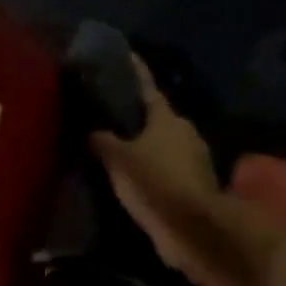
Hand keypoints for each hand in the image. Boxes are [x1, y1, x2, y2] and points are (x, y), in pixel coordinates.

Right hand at [89, 55, 222, 279]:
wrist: (194, 229)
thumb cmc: (155, 183)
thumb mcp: (118, 159)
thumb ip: (102, 141)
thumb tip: (91, 129)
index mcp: (167, 118)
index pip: (146, 87)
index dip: (134, 72)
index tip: (125, 56)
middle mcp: (184, 132)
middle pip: (155, 117)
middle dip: (135, 116)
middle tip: (108, 114)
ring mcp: (193, 159)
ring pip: (161, 144)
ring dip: (143, 145)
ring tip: (114, 148)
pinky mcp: (194, 185)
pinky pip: (166, 168)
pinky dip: (150, 169)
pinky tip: (131, 177)